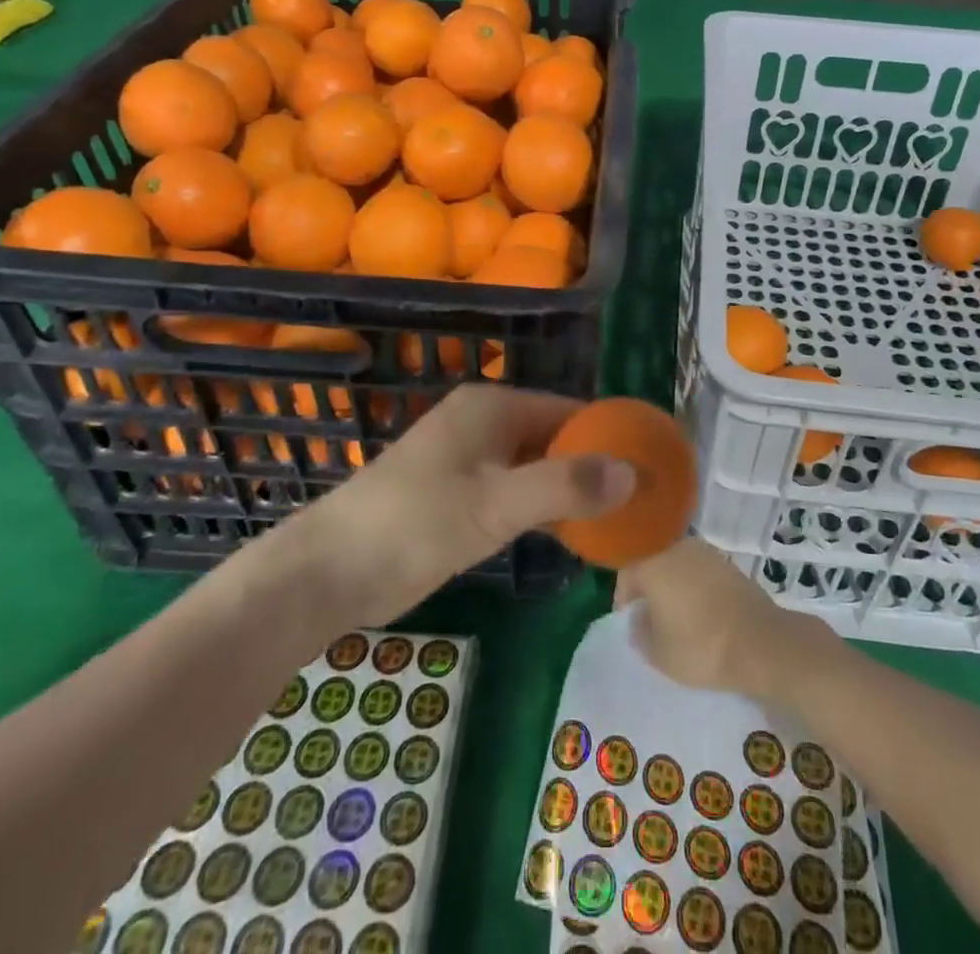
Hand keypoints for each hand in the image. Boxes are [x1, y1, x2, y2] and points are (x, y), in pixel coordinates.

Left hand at [288, 385, 634, 624]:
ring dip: (570, 490)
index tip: (650, 468)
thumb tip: (633, 471)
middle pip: (556, 437)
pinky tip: (571, 534)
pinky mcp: (459, 492)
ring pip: (537, 466)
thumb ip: (565, 485)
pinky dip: (543, 507)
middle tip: (639, 503)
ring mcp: (469, 458)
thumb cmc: (414, 524)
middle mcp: (485, 422)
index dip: (611, 436)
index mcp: (494, 407)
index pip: (571, 410)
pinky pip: (516, 490)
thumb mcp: (496, 505)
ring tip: (617, 520)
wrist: (329, 571)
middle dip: (595, 467)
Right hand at [615, 538, 833, 704]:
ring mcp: (706, 553)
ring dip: (674, 587)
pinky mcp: (729, 564)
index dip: (624, 599)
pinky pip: (701, 573)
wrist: (760, 642)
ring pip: (679, 567)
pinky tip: (703, 613)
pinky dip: (696, 589)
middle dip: (650, 589)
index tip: (629, 622)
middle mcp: (677, 548)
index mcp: (653, 564)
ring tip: (679, 618)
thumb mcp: (658, 654)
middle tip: (652, 620)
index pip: (627, 574)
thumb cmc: (700, 647)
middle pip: (653, 564)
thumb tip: (640, 618)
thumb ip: (640, 632)